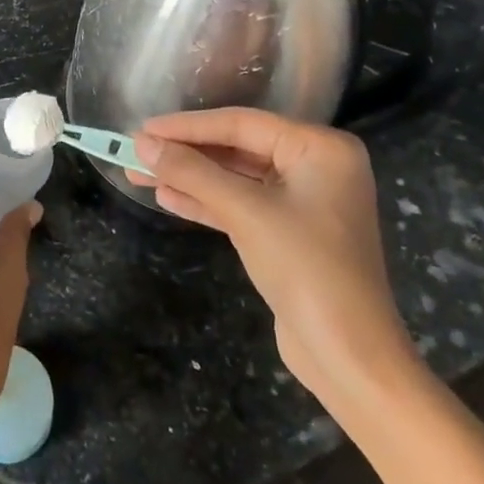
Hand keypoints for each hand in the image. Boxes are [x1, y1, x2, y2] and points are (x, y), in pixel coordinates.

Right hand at [131, 109, 414, 403]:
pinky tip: (167, 198)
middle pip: (237, 149)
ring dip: (189, 178)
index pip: (241, 124)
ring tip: (138, 174)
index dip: (187, 126)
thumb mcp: (245, 212)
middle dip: (185, 153)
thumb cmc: (306, 269)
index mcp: (320, 148)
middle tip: (135, 150)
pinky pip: (241, 205)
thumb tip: (141, 143)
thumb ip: (192, 172)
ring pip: (235, 179)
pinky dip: (206, 203)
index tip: (142, 128)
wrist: (349, 358)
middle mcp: (316, 166)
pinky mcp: (289, 233)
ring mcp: (304, 201)